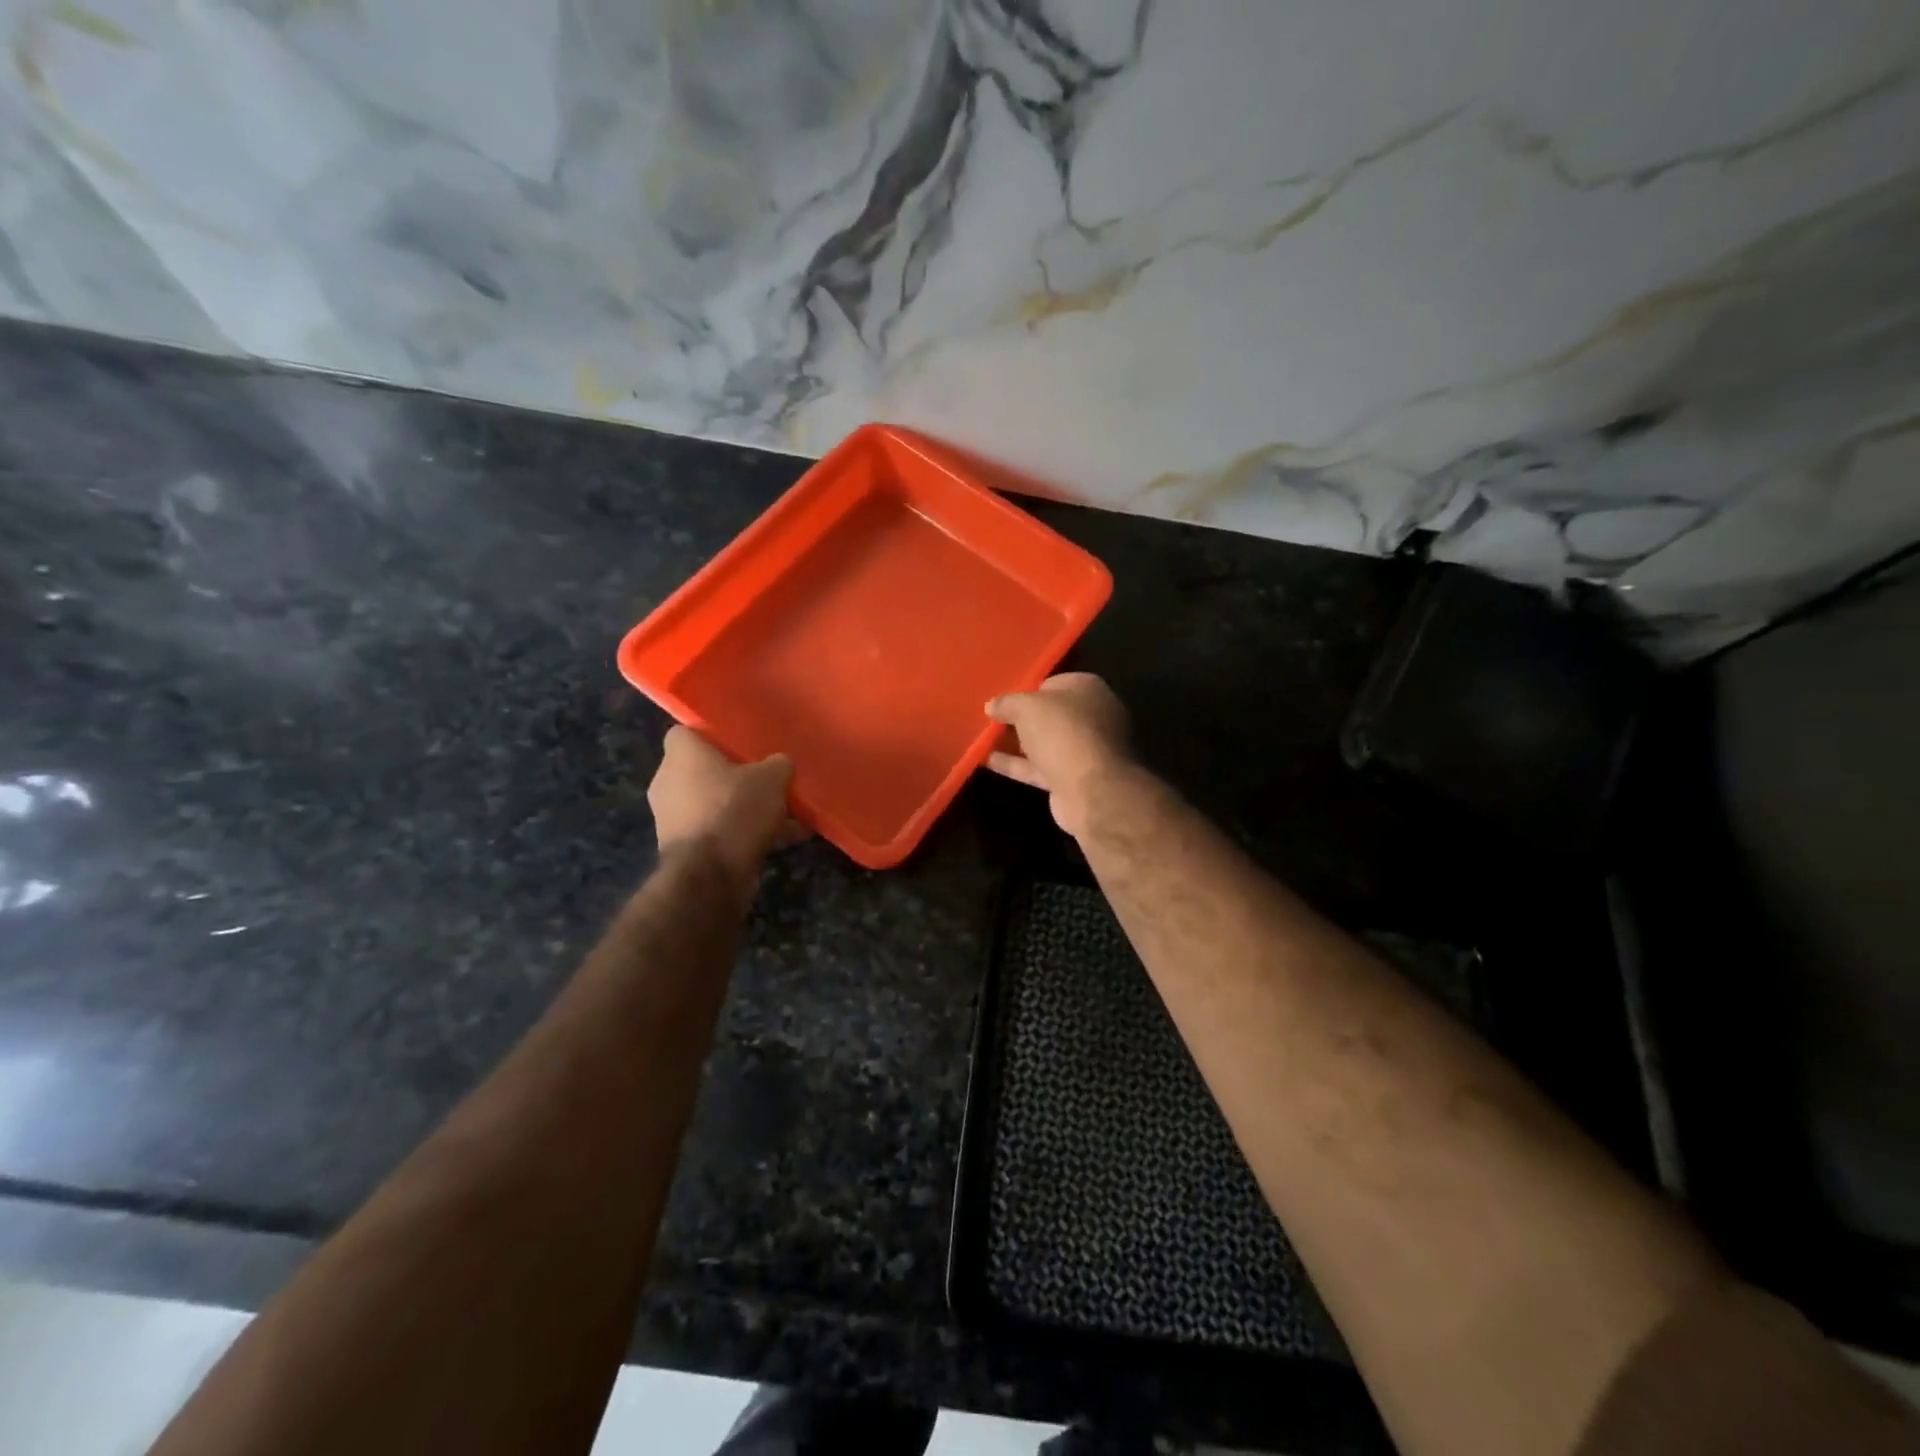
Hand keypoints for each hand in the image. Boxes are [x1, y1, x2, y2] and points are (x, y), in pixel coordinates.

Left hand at [648, 727, 797, 883]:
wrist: (710, 874)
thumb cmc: (734, 810)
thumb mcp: (772, 777)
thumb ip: (778, 764)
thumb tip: (780, 764)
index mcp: (681, 754)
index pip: (687, 732)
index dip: (714, 736)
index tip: (741, 743)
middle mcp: (667, 782)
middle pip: (704, 771)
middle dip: (736, 777)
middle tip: (767, 780)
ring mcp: (672, 818)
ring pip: (714, 804)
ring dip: (744, 808)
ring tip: (784, 815)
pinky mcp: (683, 849)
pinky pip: (718, 831)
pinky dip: (742, 833)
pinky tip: (780, 840)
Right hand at [985, 673, 1131, 836]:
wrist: (1092, 789)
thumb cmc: (1063, 732)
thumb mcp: (1027, 707)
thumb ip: (1007, 703)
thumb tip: (992, 705)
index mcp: (1088, 689)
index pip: (1054, 684)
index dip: (1028, 691)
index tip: (1003, 700)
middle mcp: (1092, 717)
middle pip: (1050, 715)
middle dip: (1022, 718)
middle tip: (991, 720)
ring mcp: (1084, 750)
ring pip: (1044, 743)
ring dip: (1017, 743)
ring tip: (983, 739)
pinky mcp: (1073, 779)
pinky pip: (1039, 767)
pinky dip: (1016, 765)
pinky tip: (987, 761)